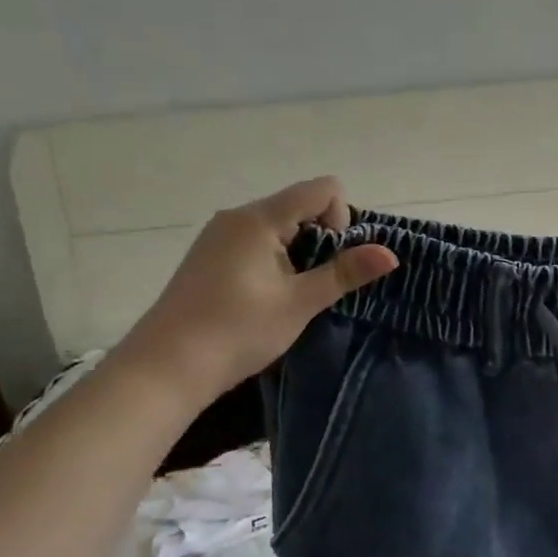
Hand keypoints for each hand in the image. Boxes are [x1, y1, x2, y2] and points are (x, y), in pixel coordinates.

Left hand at [112, 178, 397, 405]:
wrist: (164, 368)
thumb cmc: (237, 331)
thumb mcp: (300, 303)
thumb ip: (346, 273)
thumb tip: (392, 253)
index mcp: (260, 218)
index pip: (323, 188)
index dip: (341, 219)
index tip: (330, 261)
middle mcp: (237, 216)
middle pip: (300, 204)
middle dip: (322, 238)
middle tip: (315, 284)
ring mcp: (219, 235)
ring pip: (279, 225)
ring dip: (299, 252)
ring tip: (292, 295)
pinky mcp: (209, 256)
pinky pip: (257, 241)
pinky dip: (275, 260)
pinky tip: (265, 297)